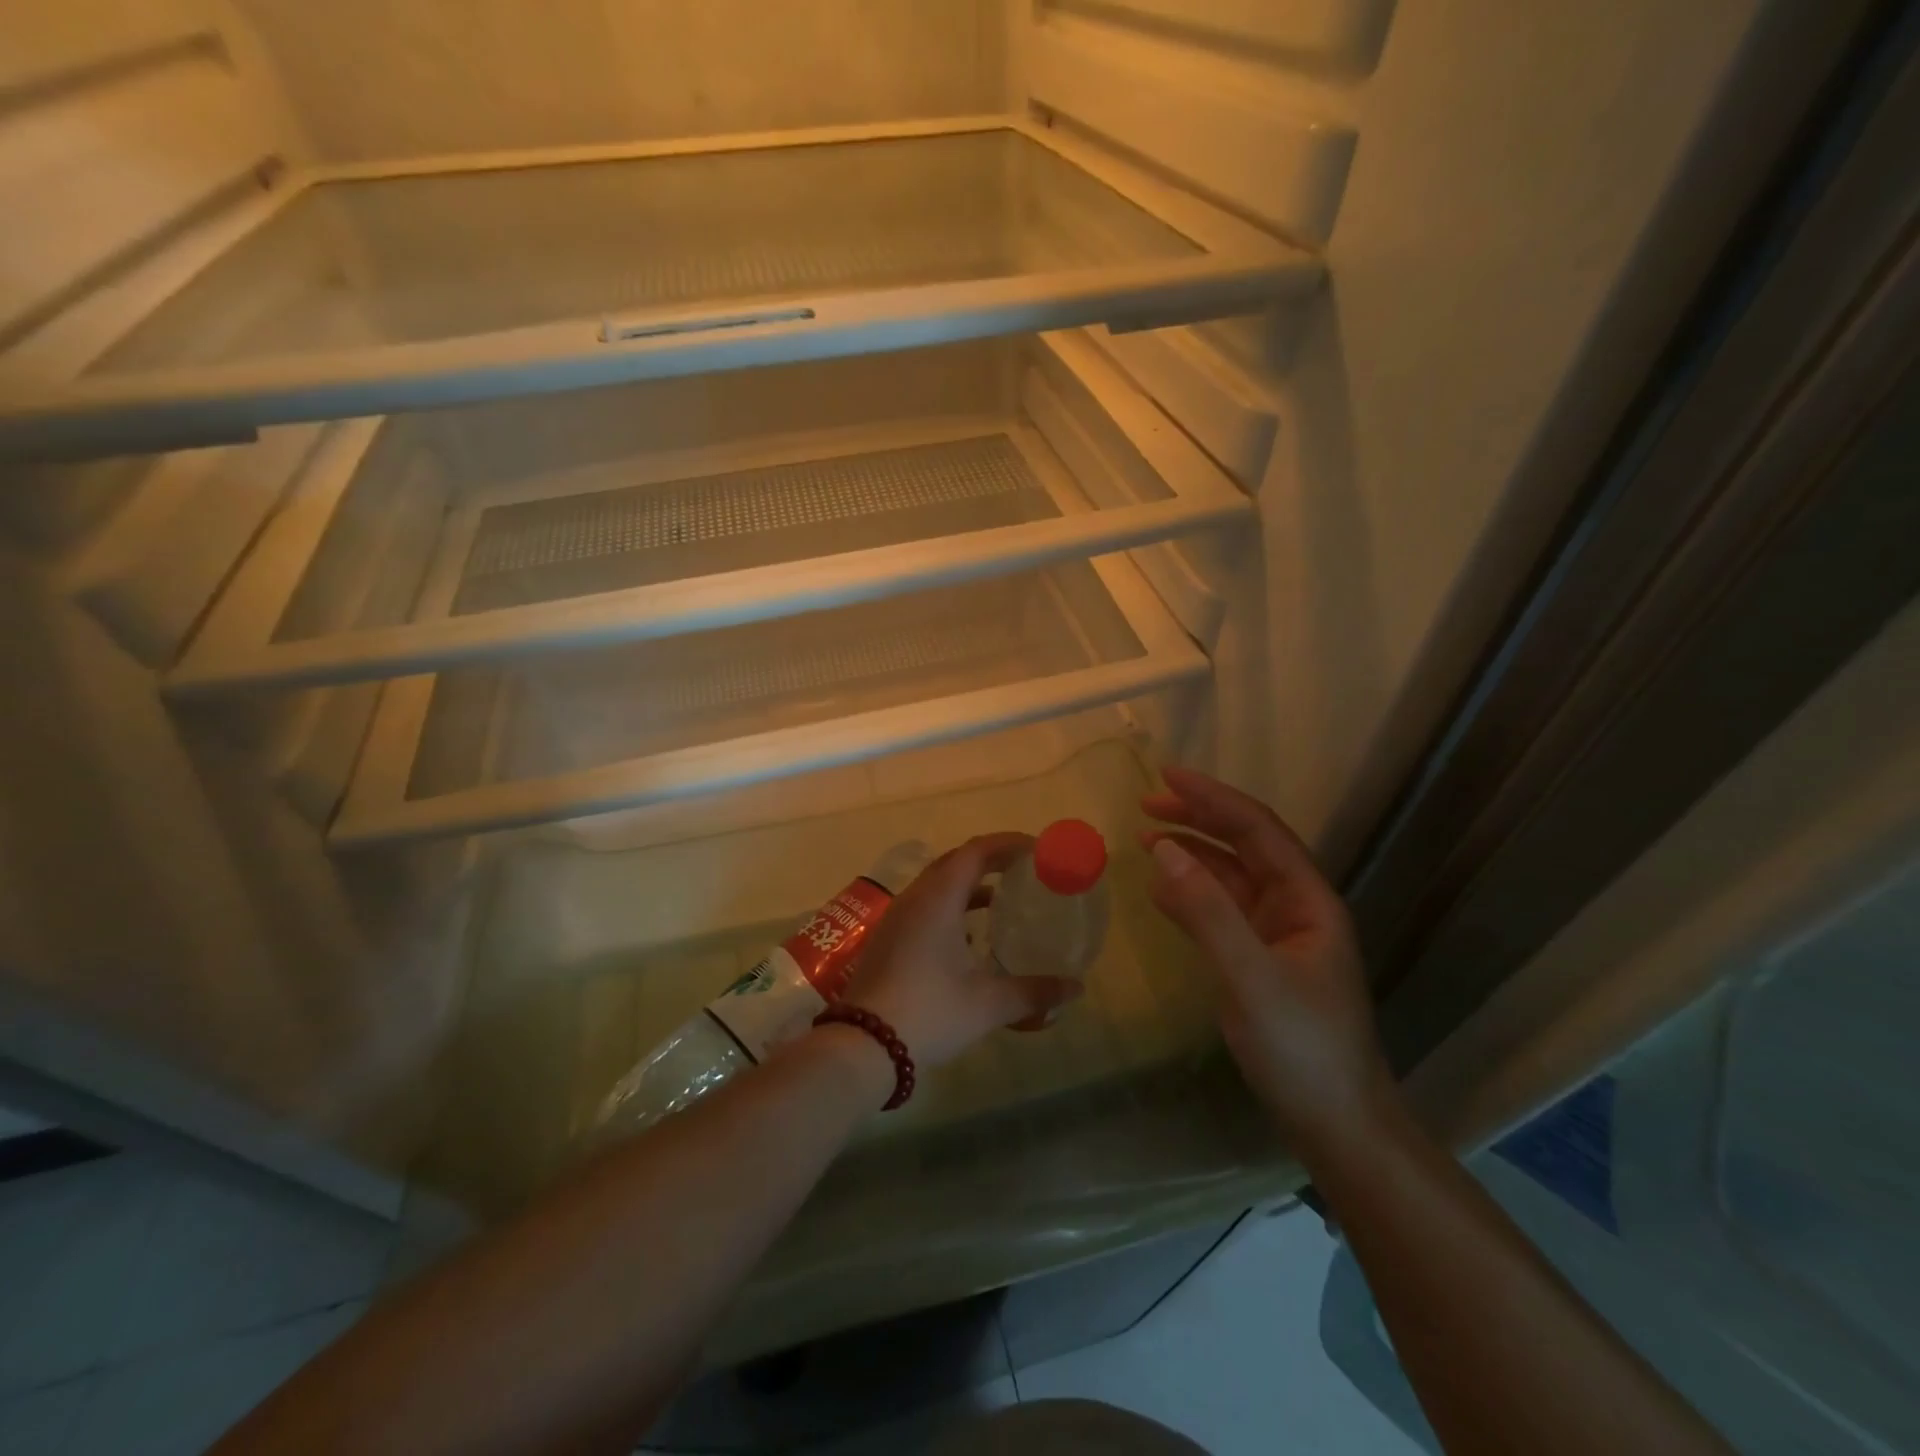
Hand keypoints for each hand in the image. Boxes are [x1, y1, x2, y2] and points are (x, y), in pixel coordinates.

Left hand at [842, 834, 1082, 1069]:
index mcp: (938, 899)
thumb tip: (1076, 988)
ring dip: (969, 884)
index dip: (1008, 844)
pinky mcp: (888, 938)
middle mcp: (915, 898)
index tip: (1037, 850)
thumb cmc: (930, 1012)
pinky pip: (924, 905)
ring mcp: (896, 918)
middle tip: (1023, 870)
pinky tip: (968, 936)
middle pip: (955, 862)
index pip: (976, 852)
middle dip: (990, 860)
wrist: (863, 1045)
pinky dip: (951, 906)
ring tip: (1001, 899)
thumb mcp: (988, 1004)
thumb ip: (1035, 992)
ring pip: (937, 884)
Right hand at [1142, 767, 1396, 1151]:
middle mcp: (1294, 906)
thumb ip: (1207, 912)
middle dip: (1197, 818)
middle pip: (1243, 845)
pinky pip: (1219, 911)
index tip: (1166, 776)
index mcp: (1307, 899)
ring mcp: (1276, 934)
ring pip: (1229, 876)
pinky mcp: (1258, 959)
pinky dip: (1188, 893)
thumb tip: (1162, 849)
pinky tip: (1160, 889)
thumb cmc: (1302, 1048)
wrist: (1335, 1122)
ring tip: (1144, 837)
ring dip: (1190, 853)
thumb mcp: (1251, 978)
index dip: (1213, 798)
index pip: (1257, 830)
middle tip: (1144, 804)